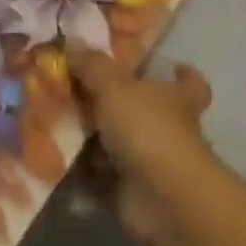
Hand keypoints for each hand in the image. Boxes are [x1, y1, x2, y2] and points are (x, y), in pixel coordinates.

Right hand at [69, 47, 218, 245]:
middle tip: (78, 91)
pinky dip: (82, 173)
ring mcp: (153, 165)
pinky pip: (102, 179)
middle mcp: (169, 131)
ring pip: (119, 146)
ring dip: (93, 140)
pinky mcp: (134, 194)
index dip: (184, 75)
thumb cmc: (147, 129)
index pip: (190, 85)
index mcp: (175, 100)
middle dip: (116, 106)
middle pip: (146, 113)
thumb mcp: (113, 84)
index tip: (172, 66)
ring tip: (55, 121)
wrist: (162, 198)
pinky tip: (54, 156)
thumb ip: (91, 65)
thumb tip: (71, 46)